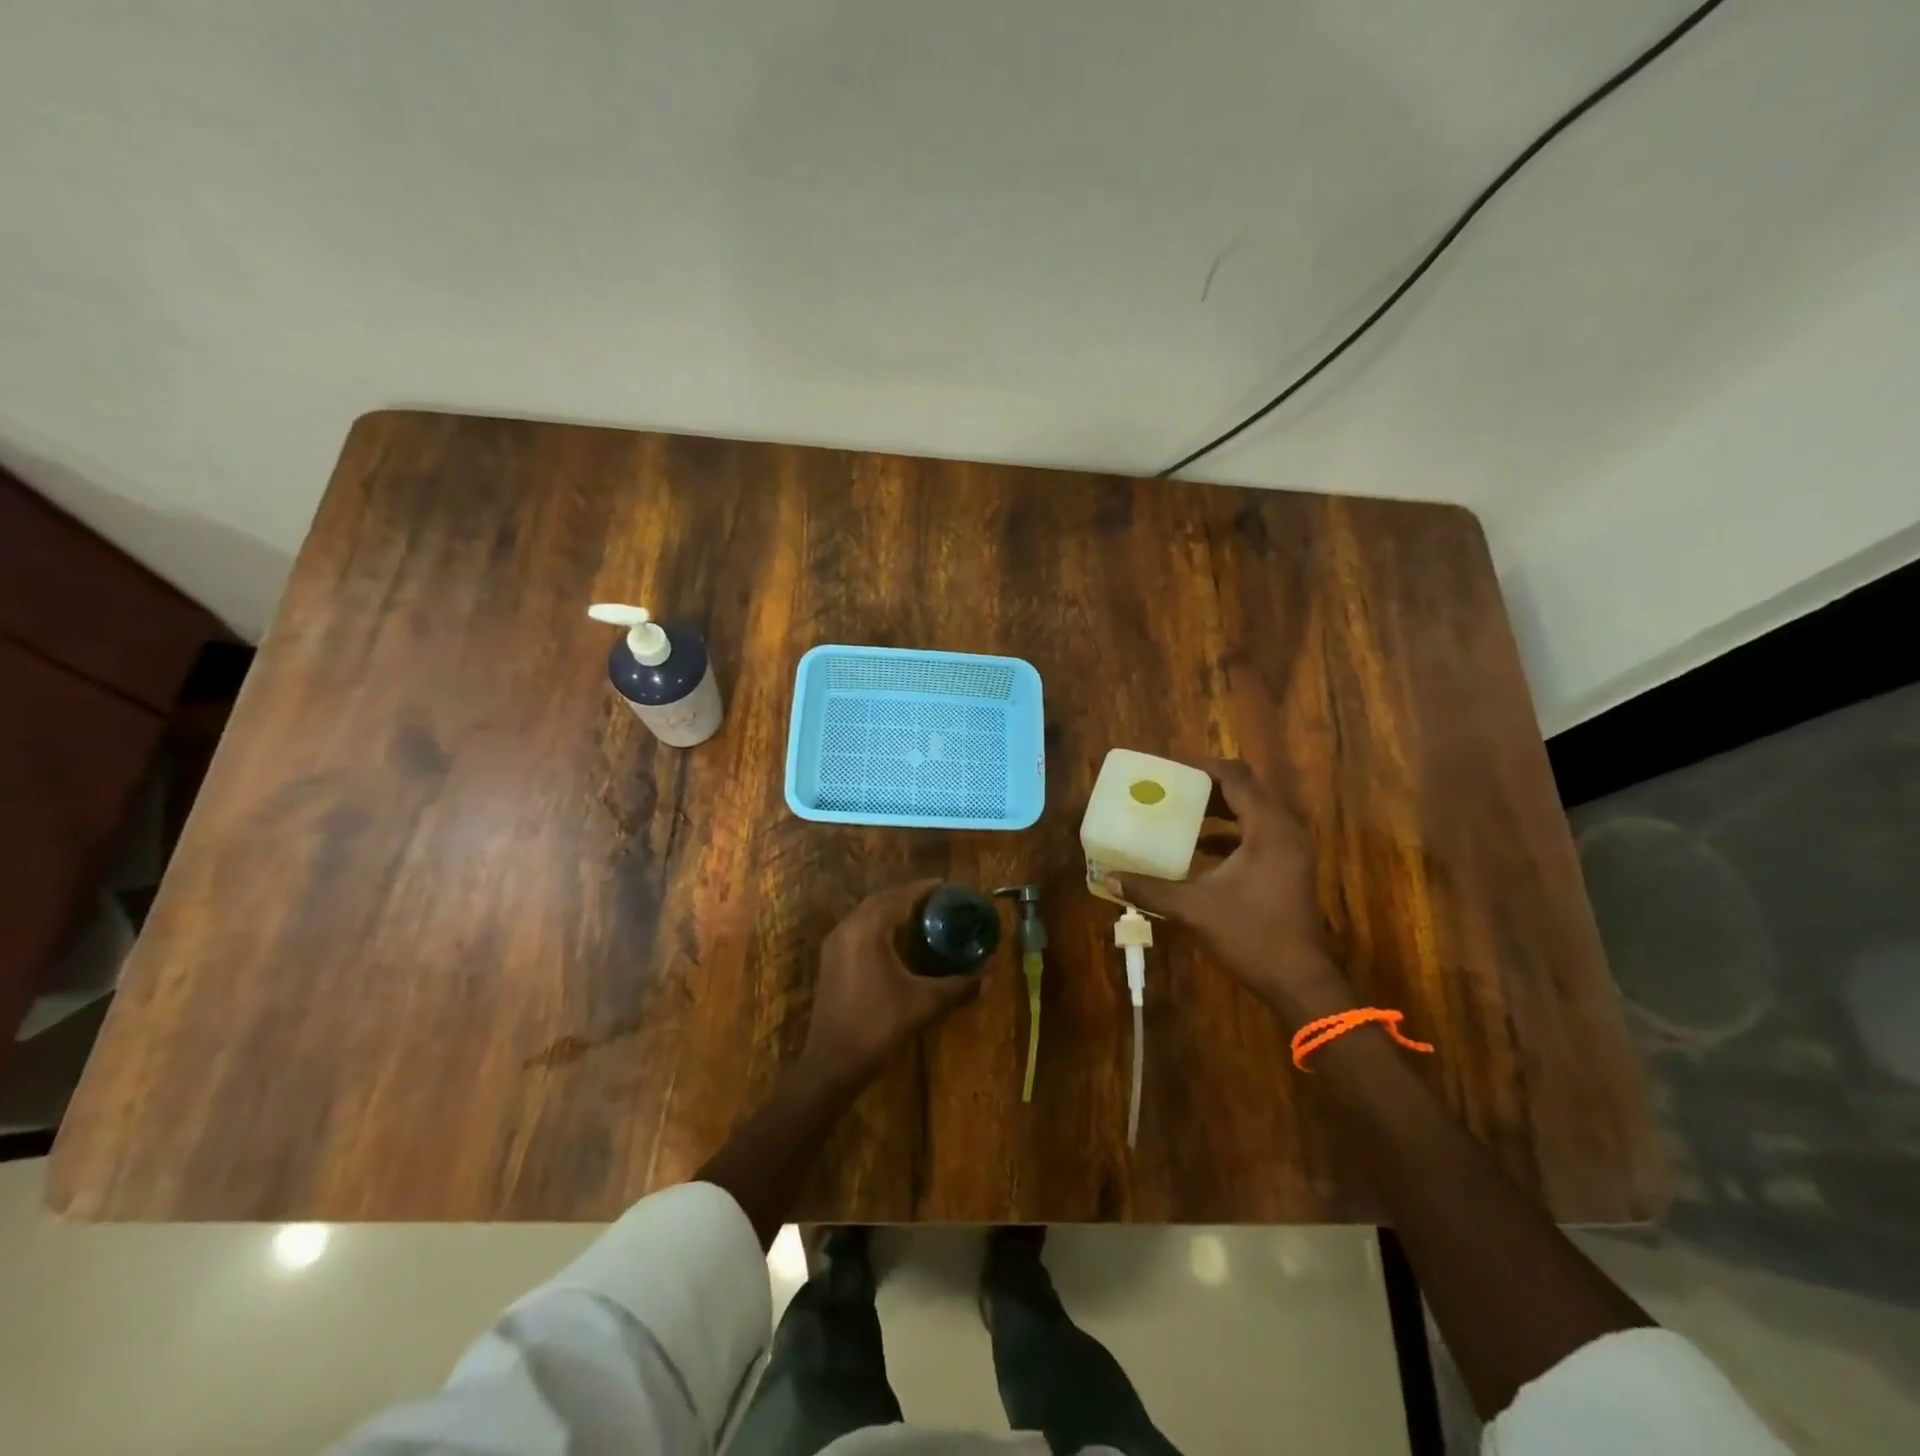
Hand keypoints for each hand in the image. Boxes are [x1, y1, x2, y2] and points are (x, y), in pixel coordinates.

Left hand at [796, 879, 983, 1089]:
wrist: (832, 1063)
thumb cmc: (878, 1026)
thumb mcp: (924, 1003)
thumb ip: (959, 985)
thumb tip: (991, 973)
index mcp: (868, 929)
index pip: (901, 896)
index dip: (926, 889)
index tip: (950, 887)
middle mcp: (848, 927)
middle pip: (883, 899)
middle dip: (910, 896)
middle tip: (940, 900)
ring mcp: (835, 943)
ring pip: (868, 912)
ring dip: (893, 908)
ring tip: (923, 914)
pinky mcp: (831, 959)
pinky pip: (859, 927)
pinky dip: (880, 923)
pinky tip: (898, 937)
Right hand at [1114, 759, 1350, 1023]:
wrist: (1298, 980)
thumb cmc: (1251, 935)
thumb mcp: (1195, 909)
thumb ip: (1152, 890)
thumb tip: (1110, 879)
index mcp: (1268, 828)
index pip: (1236, 778)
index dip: (1203, 770)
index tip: (1170, 774)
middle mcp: (1284, 830)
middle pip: (1246, 790)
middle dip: (1208, 788)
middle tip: (1171, 792)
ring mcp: (1290, 849)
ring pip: (1253, 812)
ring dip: (1219, 810)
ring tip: (1180, 816)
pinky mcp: (1289, 867)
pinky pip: (1257, 833)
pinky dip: (1230, 832)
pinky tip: (1199, 850)